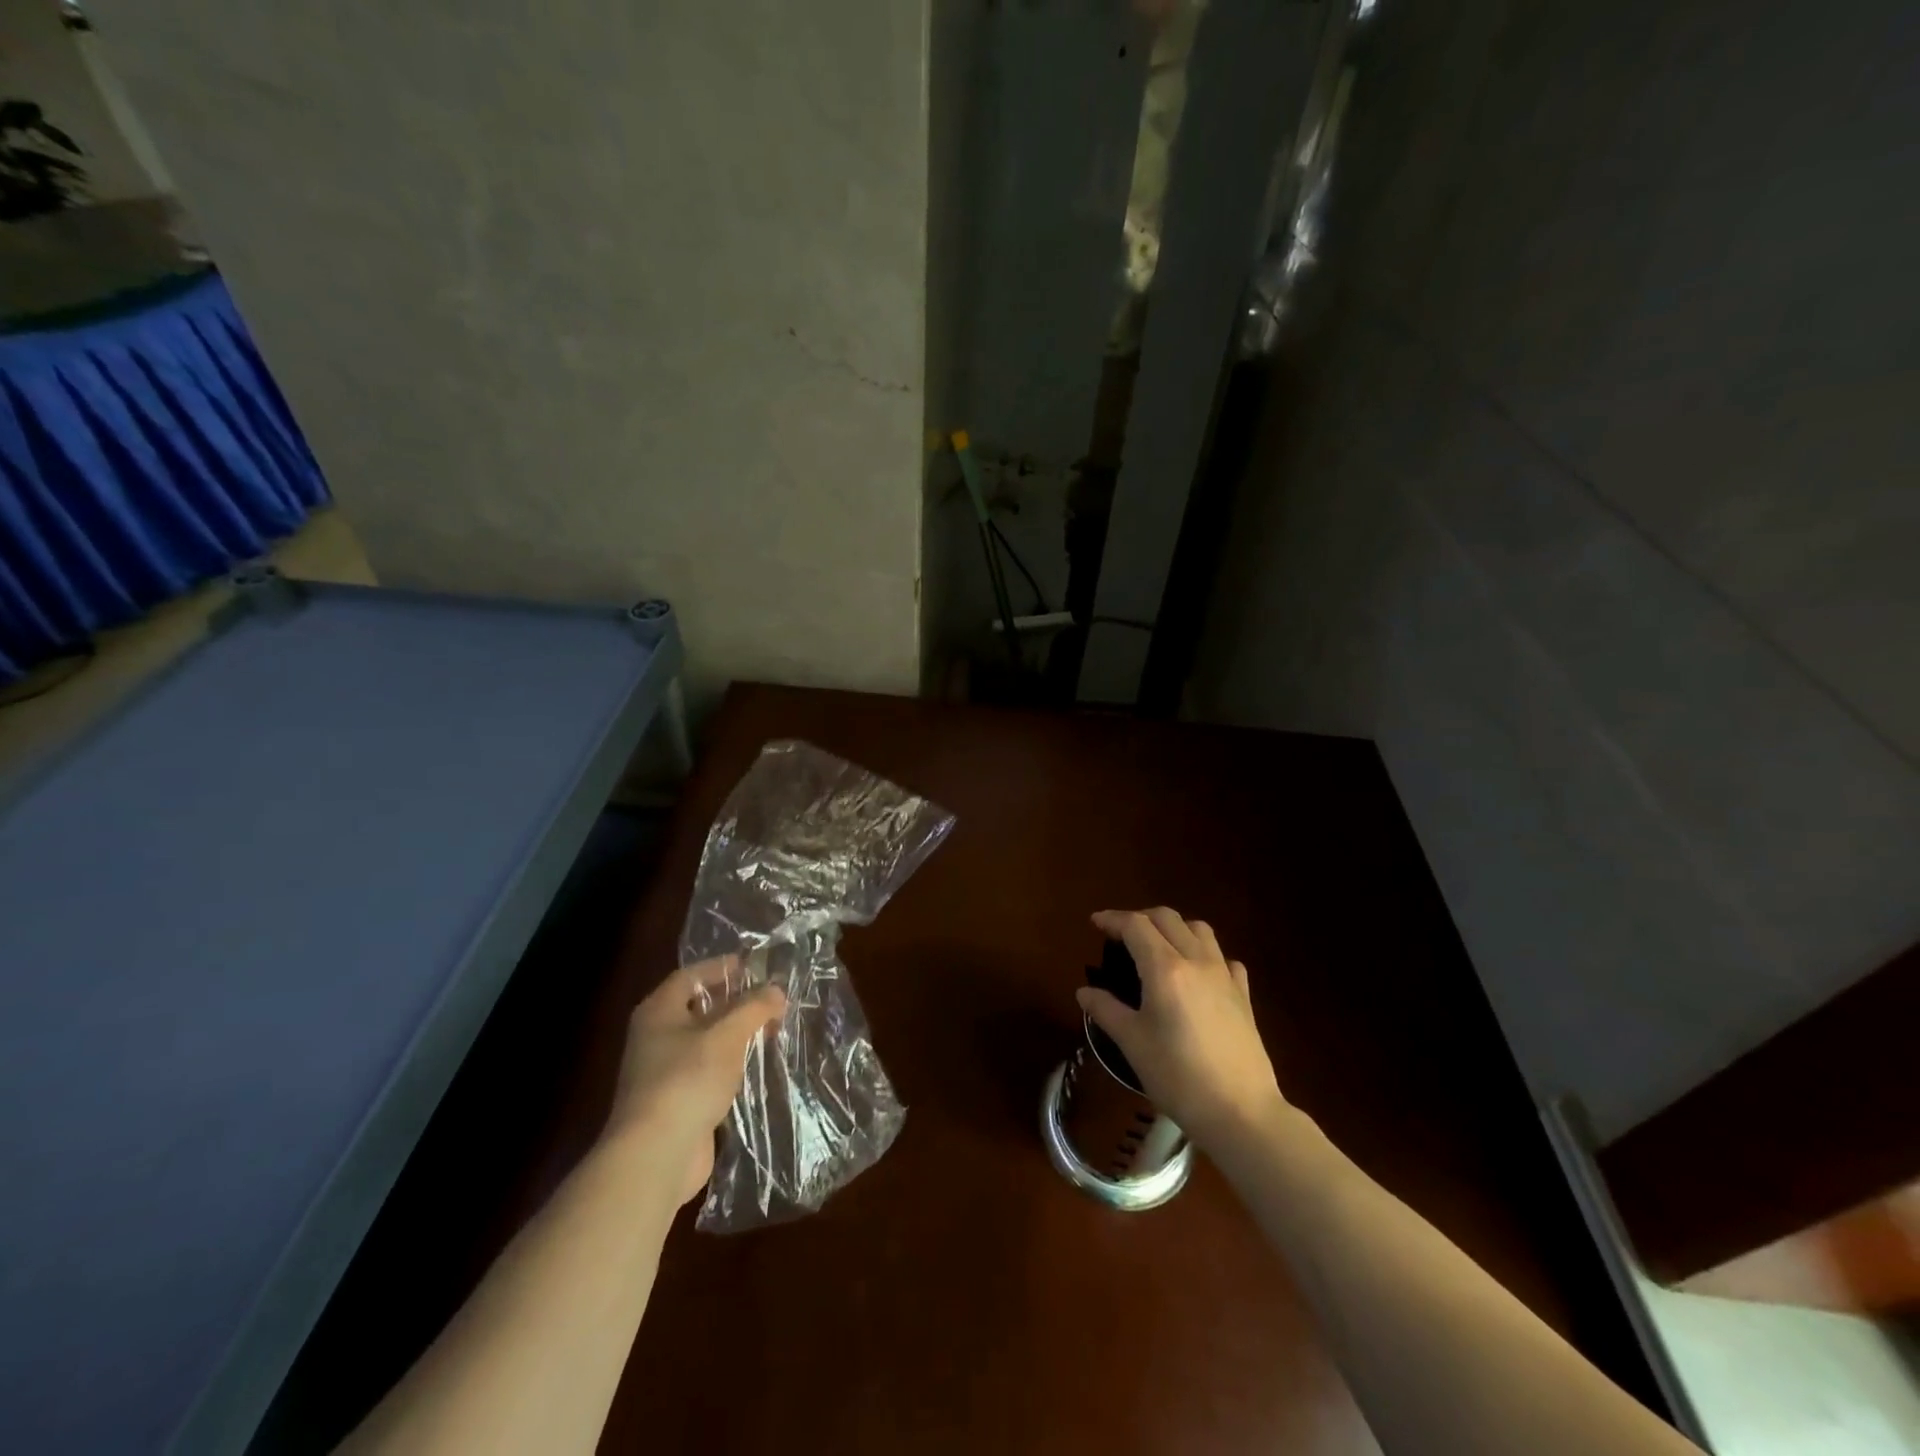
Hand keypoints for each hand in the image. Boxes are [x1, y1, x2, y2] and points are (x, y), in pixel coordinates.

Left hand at [606, 957, 786, 1205]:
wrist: (656, 1156)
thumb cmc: (687, 1080)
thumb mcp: (727, 1035)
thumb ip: (754, 1007)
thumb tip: (777, 989)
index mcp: (658, 1012)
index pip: (690, 975)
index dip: (721, 967)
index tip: (753, 965)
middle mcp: (656, 1037)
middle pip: (699, 1008)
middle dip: (735, 1002)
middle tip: (771, 998)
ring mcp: (664, 1073)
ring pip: (706, 1042)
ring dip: (736, 1035)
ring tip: (771, 1029)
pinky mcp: (677, 1103)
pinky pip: (708, 1072)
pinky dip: (731, 1065)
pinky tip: (756, 1066)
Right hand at [1078, 908, 1287, 1150]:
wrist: (1240, 1112)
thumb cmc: (1178, 1076)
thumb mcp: (1132, 1043)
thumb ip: (1106, 1010)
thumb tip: (1084, 992)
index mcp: (1165, 968)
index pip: (1135, 925)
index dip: (1112, 919)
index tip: (1095, 924)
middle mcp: (1196, 961)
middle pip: (1167, 918)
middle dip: (1140, 918)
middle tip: (1121, 935)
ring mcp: (1224, 976)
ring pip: (1199, 930)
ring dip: (1174, 928)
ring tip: (1158, 947)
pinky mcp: (1243, 995)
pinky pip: (1224, 958)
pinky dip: (1205, 954)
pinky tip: (1197, 974)